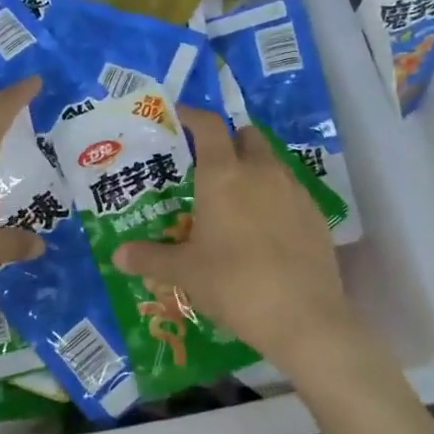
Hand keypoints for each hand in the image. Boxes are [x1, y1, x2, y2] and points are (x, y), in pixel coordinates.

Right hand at [113, 106, 360, 369]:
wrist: (303, 317)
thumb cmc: (233, 284)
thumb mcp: (184, 272)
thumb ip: (149, 258)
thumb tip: (117, 256)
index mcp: (223, 175)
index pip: (209, 126)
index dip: (193, 116)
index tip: (179, 117)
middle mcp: (261, 172)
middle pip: (246, 136)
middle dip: (227, 141)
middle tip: (207, 165)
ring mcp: (294, 191)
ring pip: (271, 163)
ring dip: (252, 169)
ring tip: (235, 200)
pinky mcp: (316, 215)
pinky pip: (290, 191)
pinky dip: (274, 197)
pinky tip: (264, 229)